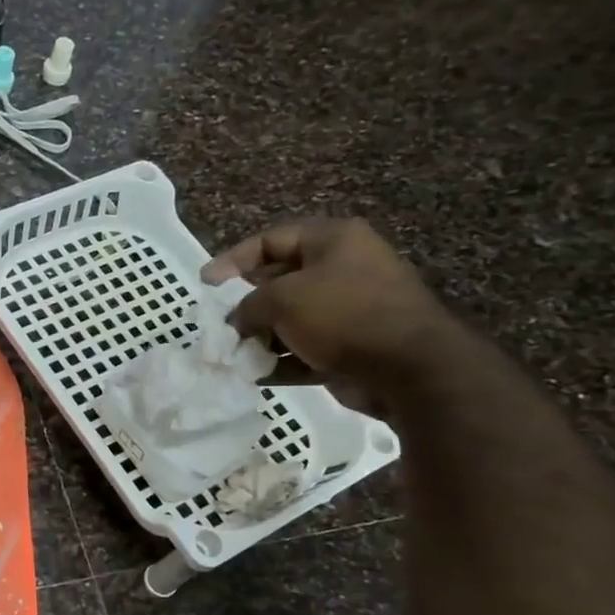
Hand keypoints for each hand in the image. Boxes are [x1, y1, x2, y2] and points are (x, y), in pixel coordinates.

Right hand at [201, 218, 454, 399]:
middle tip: (220, 323)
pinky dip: (280, 361)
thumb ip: (248, 305)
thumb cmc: (343, 315)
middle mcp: (343, 269)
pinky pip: (305, 350)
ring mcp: (350, 310)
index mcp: (334, 241)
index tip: (206, 284)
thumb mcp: (282, 299)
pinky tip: (255, 374)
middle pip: (281, 280)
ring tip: (235, 353)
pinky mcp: (351, 347)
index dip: (233, 259)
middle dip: (246, 304)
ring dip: (261, 337)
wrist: (409, 368)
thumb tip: (237, 321)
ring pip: (292, 319)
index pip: (271, 239)